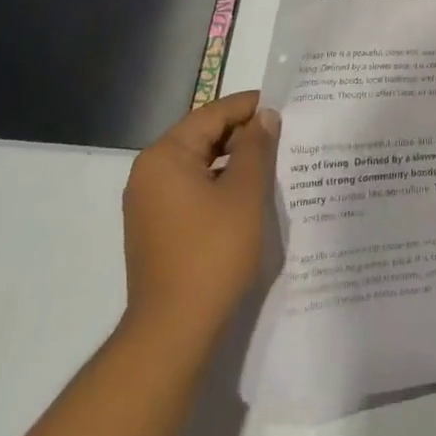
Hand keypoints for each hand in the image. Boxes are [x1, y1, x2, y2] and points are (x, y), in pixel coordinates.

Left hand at [120, 90, 278, 344]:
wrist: (174, 330)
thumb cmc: (212, 252)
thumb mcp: (245, 192)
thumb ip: (256, 147)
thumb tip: (265, 116)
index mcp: (165, 156)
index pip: (212, 114)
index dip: (250, 106)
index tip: (285, 105)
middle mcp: (149, 173)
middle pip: (203, 137)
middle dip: (244, 134)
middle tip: (285, 134)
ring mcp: (150, 204)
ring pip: (200, 165)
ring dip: (235, 161)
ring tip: (275, 162)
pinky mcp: (158, 229)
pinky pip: (193, 190)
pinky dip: (221, 185)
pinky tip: (251, 194)